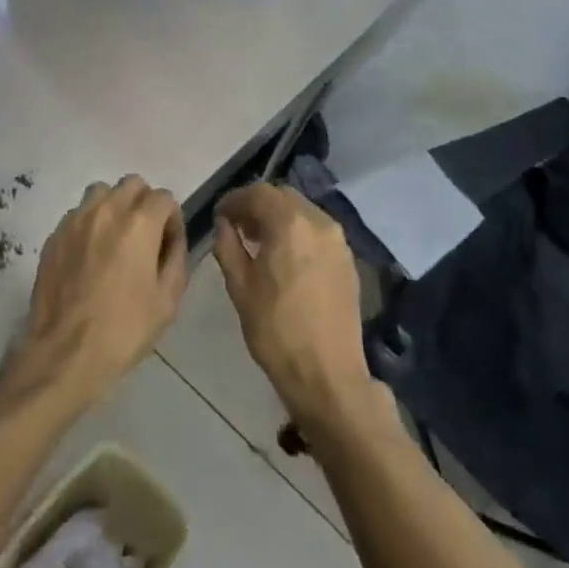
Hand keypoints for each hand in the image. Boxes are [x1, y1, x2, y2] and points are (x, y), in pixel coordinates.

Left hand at [4, 177, 189, 413]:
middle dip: (144, 204)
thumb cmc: (124, 329)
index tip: (168, 245)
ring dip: (114, 207)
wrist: (65, 352)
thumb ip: (176, 258)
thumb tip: (172, 239)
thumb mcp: (167, 300)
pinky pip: (78, 214)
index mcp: (138, 223)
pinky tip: (90, 257)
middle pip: (132, 184)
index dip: (172, 219)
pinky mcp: (54, 235)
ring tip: (115, 241)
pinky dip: (90, 224)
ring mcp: (75, 220)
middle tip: (145, 238)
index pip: (164, 197)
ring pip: (101, 192)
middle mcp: (105, 210)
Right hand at [212, 183, 377, 434]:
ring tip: (258, 241)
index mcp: (290, 224)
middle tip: (237, 226)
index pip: (258, 193)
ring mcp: (339, 241)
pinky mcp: (348, 260)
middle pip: (283, 196)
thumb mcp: (239, 286)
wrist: (327, 374)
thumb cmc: (275, 330)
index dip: (235, 200)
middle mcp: (319, 222)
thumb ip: (228, 245)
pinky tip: (284, 256)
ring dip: (278, 217)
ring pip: (303, 211)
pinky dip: (297, 232)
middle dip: (257, 205)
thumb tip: (225, 224)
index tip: (220, 216)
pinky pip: (318, 231)